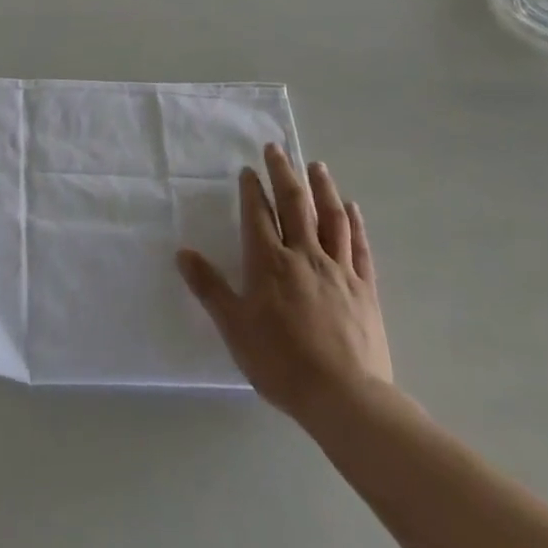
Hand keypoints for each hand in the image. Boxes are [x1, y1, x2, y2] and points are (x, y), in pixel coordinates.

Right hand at [177, 145, 390, 422]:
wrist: (345, 398)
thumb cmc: (281, 363)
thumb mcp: (234, 328)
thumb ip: (209, 288)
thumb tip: (182, 252)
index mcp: (269, 262)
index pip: (257, 214)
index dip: (252, 189)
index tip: (248, 170)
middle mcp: (303, 255)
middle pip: (293, 204)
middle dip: (283, 173)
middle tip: (276, 149)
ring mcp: (338, 269)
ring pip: (330, 217)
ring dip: (322, 188)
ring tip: (316, 166)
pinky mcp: (364, 288)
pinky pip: (360, 246)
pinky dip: (355, 223)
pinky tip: (352, 207)